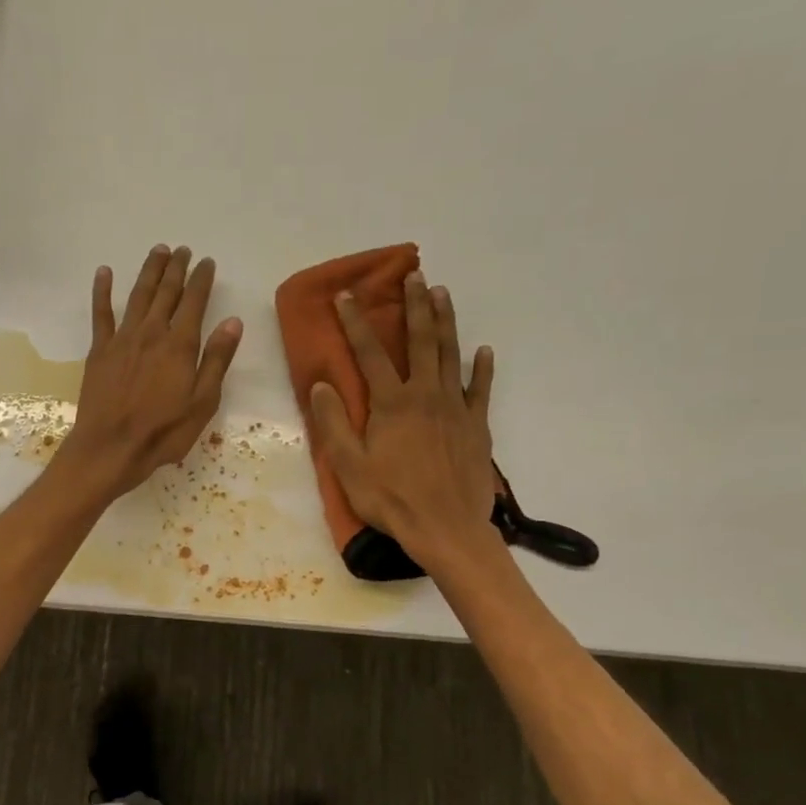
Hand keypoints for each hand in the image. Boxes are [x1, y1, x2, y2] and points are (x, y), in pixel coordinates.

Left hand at [56, 245, 243, 498]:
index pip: (194, 302)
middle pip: (166, 292)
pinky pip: (101, 314)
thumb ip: (216, 360)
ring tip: (158, 252)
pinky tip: (105, 272)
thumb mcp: (202, 402)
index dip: (202, 279)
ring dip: (149, 271)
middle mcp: (152, 333)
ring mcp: (122, 339)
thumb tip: (233, 322)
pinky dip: (102, 291)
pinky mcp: (99, 351)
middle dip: (176, 268)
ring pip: (138, 295)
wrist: (111, 447)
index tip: (207, 262)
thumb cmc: (163, 432)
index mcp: (180, 345)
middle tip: (183, 250)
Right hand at [309, 272, 503, 569]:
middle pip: (420, 341)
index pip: (369, 353)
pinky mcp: (477, 426)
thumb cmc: (391, 499)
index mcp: (392, 404)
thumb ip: (334, 423)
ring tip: (442, 293)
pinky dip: (483, 368)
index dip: (355, 322)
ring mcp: (456, 408)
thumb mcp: (349, 466)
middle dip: (414, 306)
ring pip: (451, 355)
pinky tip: (484, 351)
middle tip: (414, 275)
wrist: (446, 529)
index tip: (346, 296)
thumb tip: (321, 385)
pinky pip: (481, 389)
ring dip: (445, 322)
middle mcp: (426, 395)